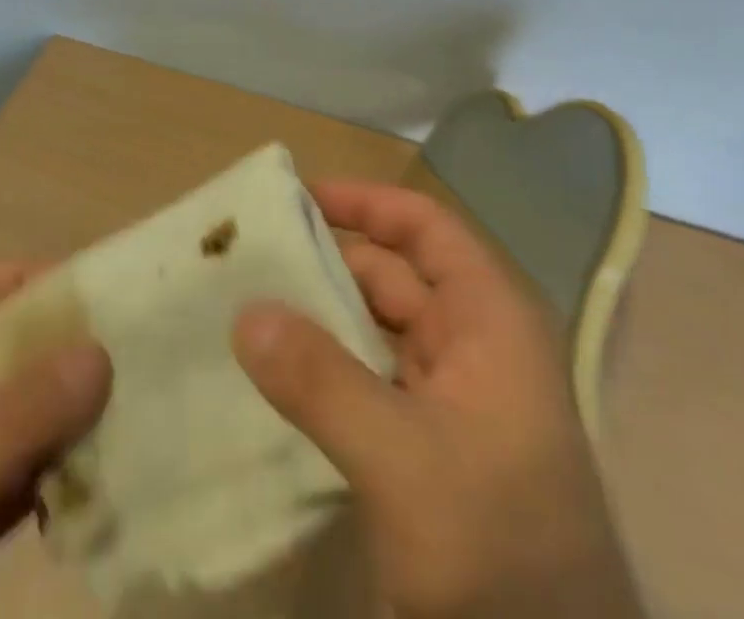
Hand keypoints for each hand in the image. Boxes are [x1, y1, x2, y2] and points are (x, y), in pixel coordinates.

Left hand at [0, 265, 111, 618]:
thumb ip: (13, 423)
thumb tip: (103, 350)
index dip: (23, 284)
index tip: (94, 294)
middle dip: (56, 359)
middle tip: (128, 360)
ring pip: (5, 423)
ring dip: (60, 422)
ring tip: (127, 416)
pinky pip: (6, 482)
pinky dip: (47, 478)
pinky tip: (92, 484)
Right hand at [234, 182, 642, 618]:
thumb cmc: (497, 545)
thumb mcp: (402, 458)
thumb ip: (321, 380)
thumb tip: (245, 311)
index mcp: (488, 316)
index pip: (424, 228)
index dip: (366, 203)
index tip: (298, 197)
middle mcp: (474, 343)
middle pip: (395, 276)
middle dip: (329, 262)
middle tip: (251, 259)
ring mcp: (456, 399)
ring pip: (380, 332)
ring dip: (324, 319)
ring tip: (250, 309)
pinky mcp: (434, 449)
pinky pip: (374, 384)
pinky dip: (332, 372)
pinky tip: (281, 379)